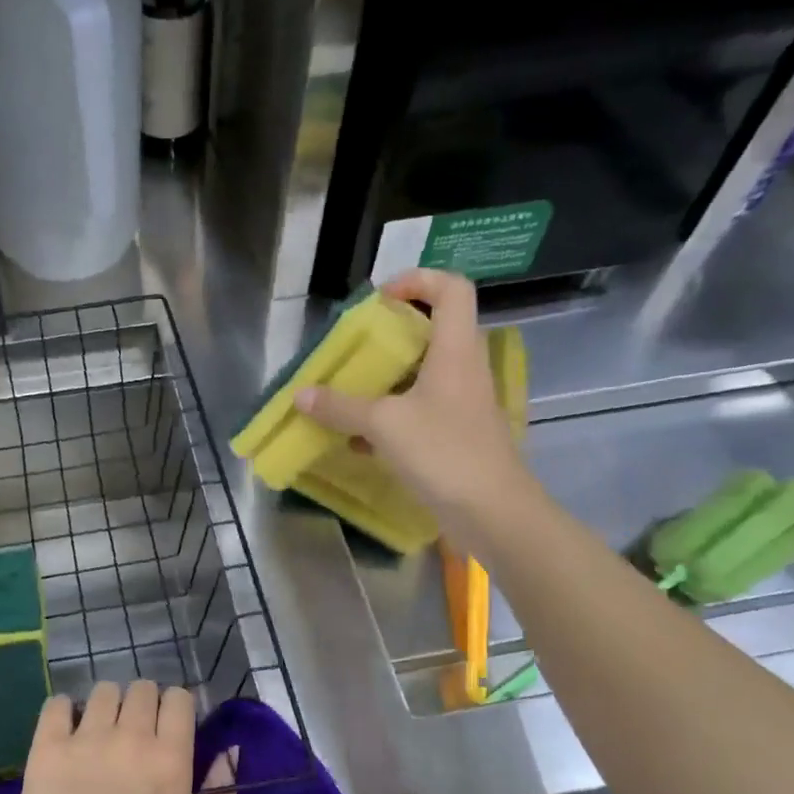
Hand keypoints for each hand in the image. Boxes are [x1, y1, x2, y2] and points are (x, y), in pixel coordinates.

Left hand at [11, 680, 235, 793]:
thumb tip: (231, 751)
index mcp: (170, 757)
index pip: (178, 698)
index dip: (175, 706)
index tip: (168, 725)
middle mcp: (130, 736)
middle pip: (141, 688)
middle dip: (143, 702)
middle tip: (134, 730)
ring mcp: (86, 738)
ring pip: (103, 691)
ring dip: (107, 704)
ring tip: (100, 730)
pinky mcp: (49, 746)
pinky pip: (57, 704)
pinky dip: (63, 710)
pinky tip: (66, 728)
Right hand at [294, 268, 535, 542]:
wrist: (492, 512)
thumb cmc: (443, 453)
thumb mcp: (383, 425)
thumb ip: (340, 407)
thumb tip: (300, 394)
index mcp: (455, 351)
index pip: (452, 289)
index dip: (419, 280)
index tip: (380, 298)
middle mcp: (463, 370)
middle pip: (435, 331)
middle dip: (393, 334)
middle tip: (358, 346)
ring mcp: (462, 404)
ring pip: (424, 375)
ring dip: (387, 379)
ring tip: (349, 391)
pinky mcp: (456, 435)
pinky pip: (420, 411)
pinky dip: (390, 416)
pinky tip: (359, 440)